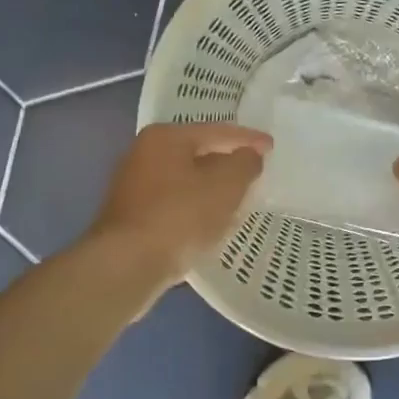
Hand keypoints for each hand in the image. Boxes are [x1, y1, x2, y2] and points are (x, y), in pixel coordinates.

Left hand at [88, 122, 271, 290]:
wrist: (127, 266)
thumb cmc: (180, 216)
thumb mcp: (226, 186)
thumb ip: (244, 164)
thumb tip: (248, 157)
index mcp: (165, 138)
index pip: (217, 132)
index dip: (248, 139)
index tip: (272, 147)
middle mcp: (144, 154)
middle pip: (198, 153)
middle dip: (227, 162)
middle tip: (256, 171)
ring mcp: (134, 186)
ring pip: (186, 180)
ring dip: (211, 188)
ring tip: (238, 198)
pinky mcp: (132, 217)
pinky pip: (175, 203)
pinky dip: (196, 207)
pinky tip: (210, 222)